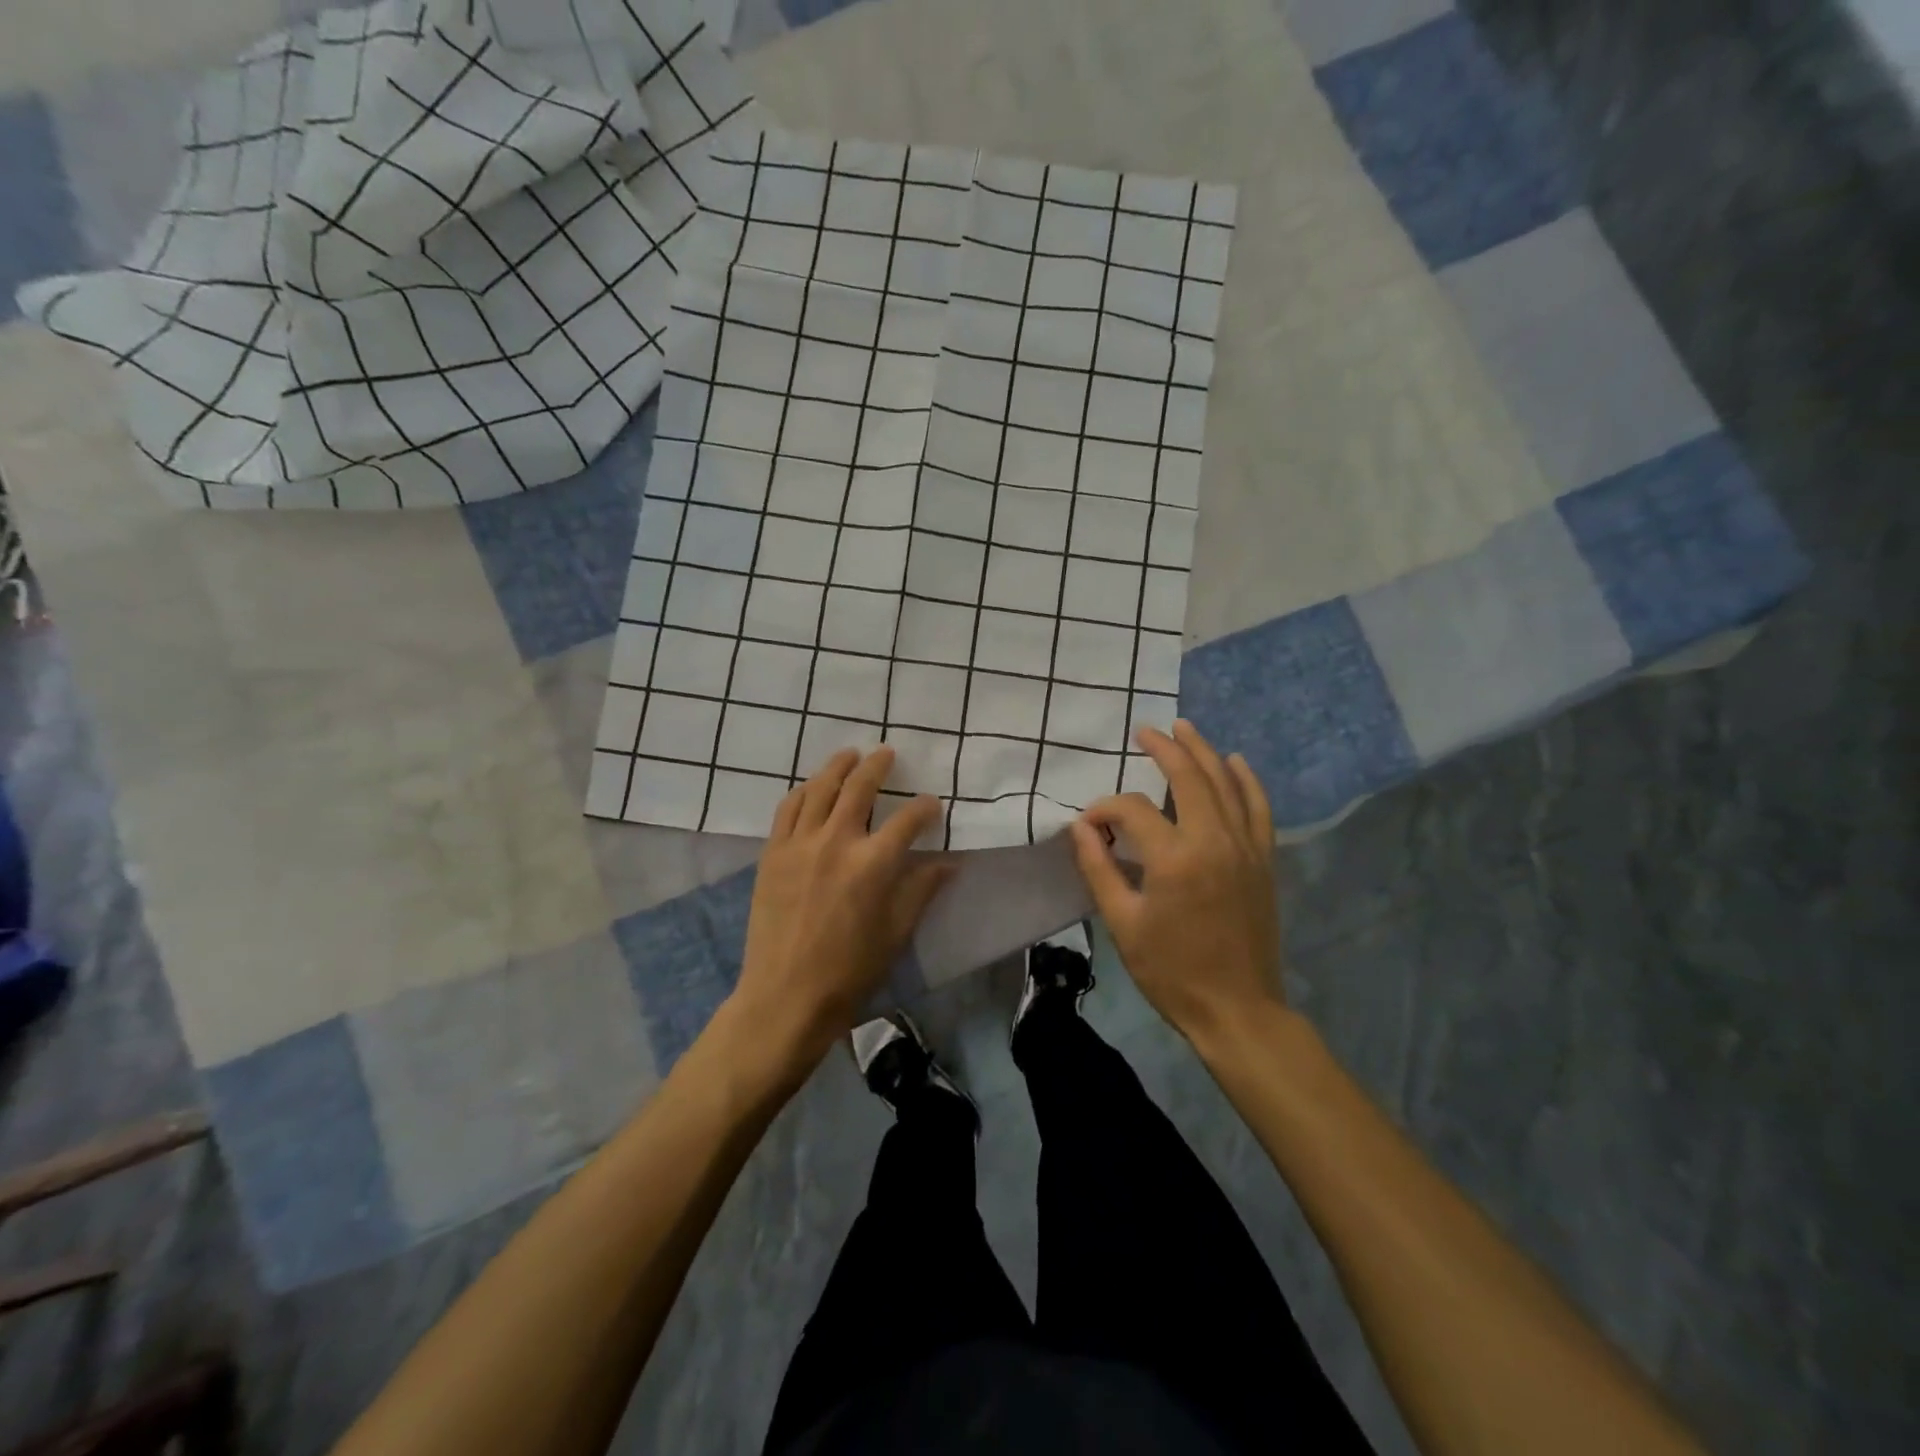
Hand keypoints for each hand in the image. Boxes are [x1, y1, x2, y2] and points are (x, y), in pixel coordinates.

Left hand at [728, 747, 953, 1078]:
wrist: (785, 996)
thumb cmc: (850, 970)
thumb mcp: (896, 932)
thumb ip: (921, 890)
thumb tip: (949, 862)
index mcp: (873, 864)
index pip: (908, 820)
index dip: (925, 807)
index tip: (932, 804)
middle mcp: (836, 842)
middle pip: (859, 788)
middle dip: (877, 766)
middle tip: (886, 754)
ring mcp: (799, 844)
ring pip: (820, 789)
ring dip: (837, 767)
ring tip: (849, 756)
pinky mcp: (772, 853)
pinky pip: (788, 808)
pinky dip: (804, 791)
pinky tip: (812, 787)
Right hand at [1069, 720, 1284, 1045]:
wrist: (1237, 1009)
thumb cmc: (1171, 971)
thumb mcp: (1122, 923)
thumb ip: (1099, 869)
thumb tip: (1080, 828)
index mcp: (1174, 859)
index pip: (1131, 811)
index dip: (1104, 810)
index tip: (1088, 827)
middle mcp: (1213, 841)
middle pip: (1188, 778)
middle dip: (1164, 749)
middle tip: (1146, 732)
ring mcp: (1245, 848)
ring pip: (1226, 783)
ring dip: (1204, 751)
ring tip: (1184, 729)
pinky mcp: (1263, 860)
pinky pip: (1258, 808)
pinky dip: (1247, 780)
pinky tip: (1236, 761)